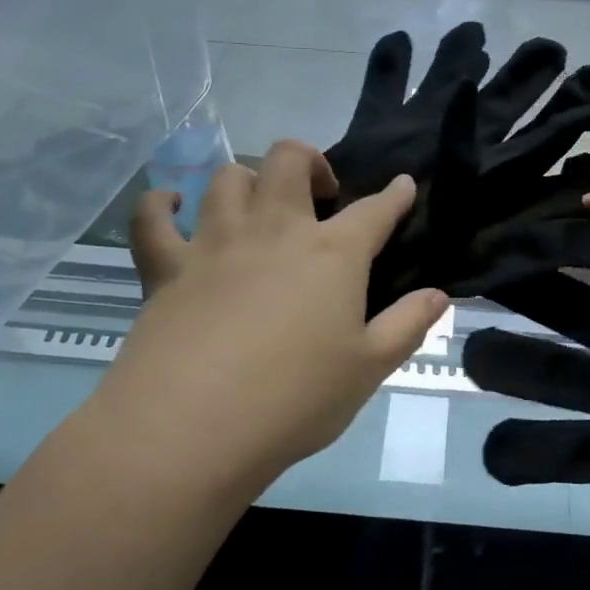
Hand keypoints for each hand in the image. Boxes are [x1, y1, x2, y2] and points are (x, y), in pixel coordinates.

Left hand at [91, 141, 448, 495]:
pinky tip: (171, 207)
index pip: (374, 210)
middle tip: (320, 194)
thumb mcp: (369, 369)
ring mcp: (215, 243)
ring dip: (248, 180)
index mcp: (332, 254)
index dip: (395, 195)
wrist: (193, 428)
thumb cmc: (295, 400)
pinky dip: (161, 204)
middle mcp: (274, 231)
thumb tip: (438, 294)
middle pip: (289, 161)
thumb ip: (408, 325)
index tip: (404, 185)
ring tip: (258, 207)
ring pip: (227, 178)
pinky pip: (152, 217)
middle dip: (311, 161)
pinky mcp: (166, 267)